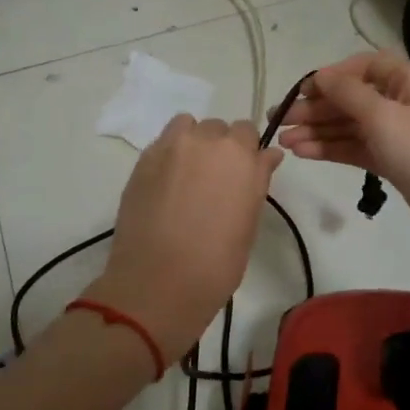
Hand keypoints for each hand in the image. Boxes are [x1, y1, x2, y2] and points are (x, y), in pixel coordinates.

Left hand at [86, 115, 283, 363]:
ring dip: (193, 143)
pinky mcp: (143, 160)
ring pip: (187, 127)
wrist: (158, 282)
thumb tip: (267, 156)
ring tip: (188, 177)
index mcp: (240, 156)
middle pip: (218, 129)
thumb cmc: (217, 262)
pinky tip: (167, 185)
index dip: (247, 153)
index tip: (243, 175)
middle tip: (215, 182)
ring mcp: (170, 147)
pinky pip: (163, 142)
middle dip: (220, 148)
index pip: (248, 132)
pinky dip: (170, 155)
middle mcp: (206, 141)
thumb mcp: (249, 222)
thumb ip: (257, 180)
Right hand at [277, 51, 409, 253]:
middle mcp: (404, 103)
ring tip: (284, 142)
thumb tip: (321, 76)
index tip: (302, 91)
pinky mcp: (393, 161)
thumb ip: (347, 93)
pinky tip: (304, 153)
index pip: (365, 67)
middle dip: (317, 108)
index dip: (332, 76)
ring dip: (318, 131)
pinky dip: (331, 149)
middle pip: (353, 98)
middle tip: (280, 121)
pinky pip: (356, 148)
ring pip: (351, 126)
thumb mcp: (382, 115)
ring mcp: (398, 134)